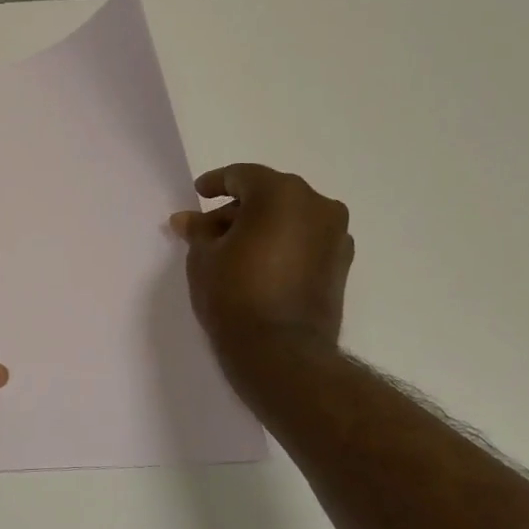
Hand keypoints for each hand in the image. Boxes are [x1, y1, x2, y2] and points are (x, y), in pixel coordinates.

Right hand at [170, 164, 354, 350]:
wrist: (280, 351)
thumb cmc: (234, 294)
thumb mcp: (203, 257)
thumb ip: (199, 230)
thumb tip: (187, 219)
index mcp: (281, 193)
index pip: (242, 176)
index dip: (215, 183)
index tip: (198, 194)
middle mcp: (317, 205)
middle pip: (269, 194)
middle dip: (238, 208)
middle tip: (209, 230)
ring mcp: (335, 235)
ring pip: (290, 217)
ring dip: (262, 226)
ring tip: (232, 250)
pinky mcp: (342, 263)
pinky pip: (305, 239)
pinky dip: (283, 243)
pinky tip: (259, 264)